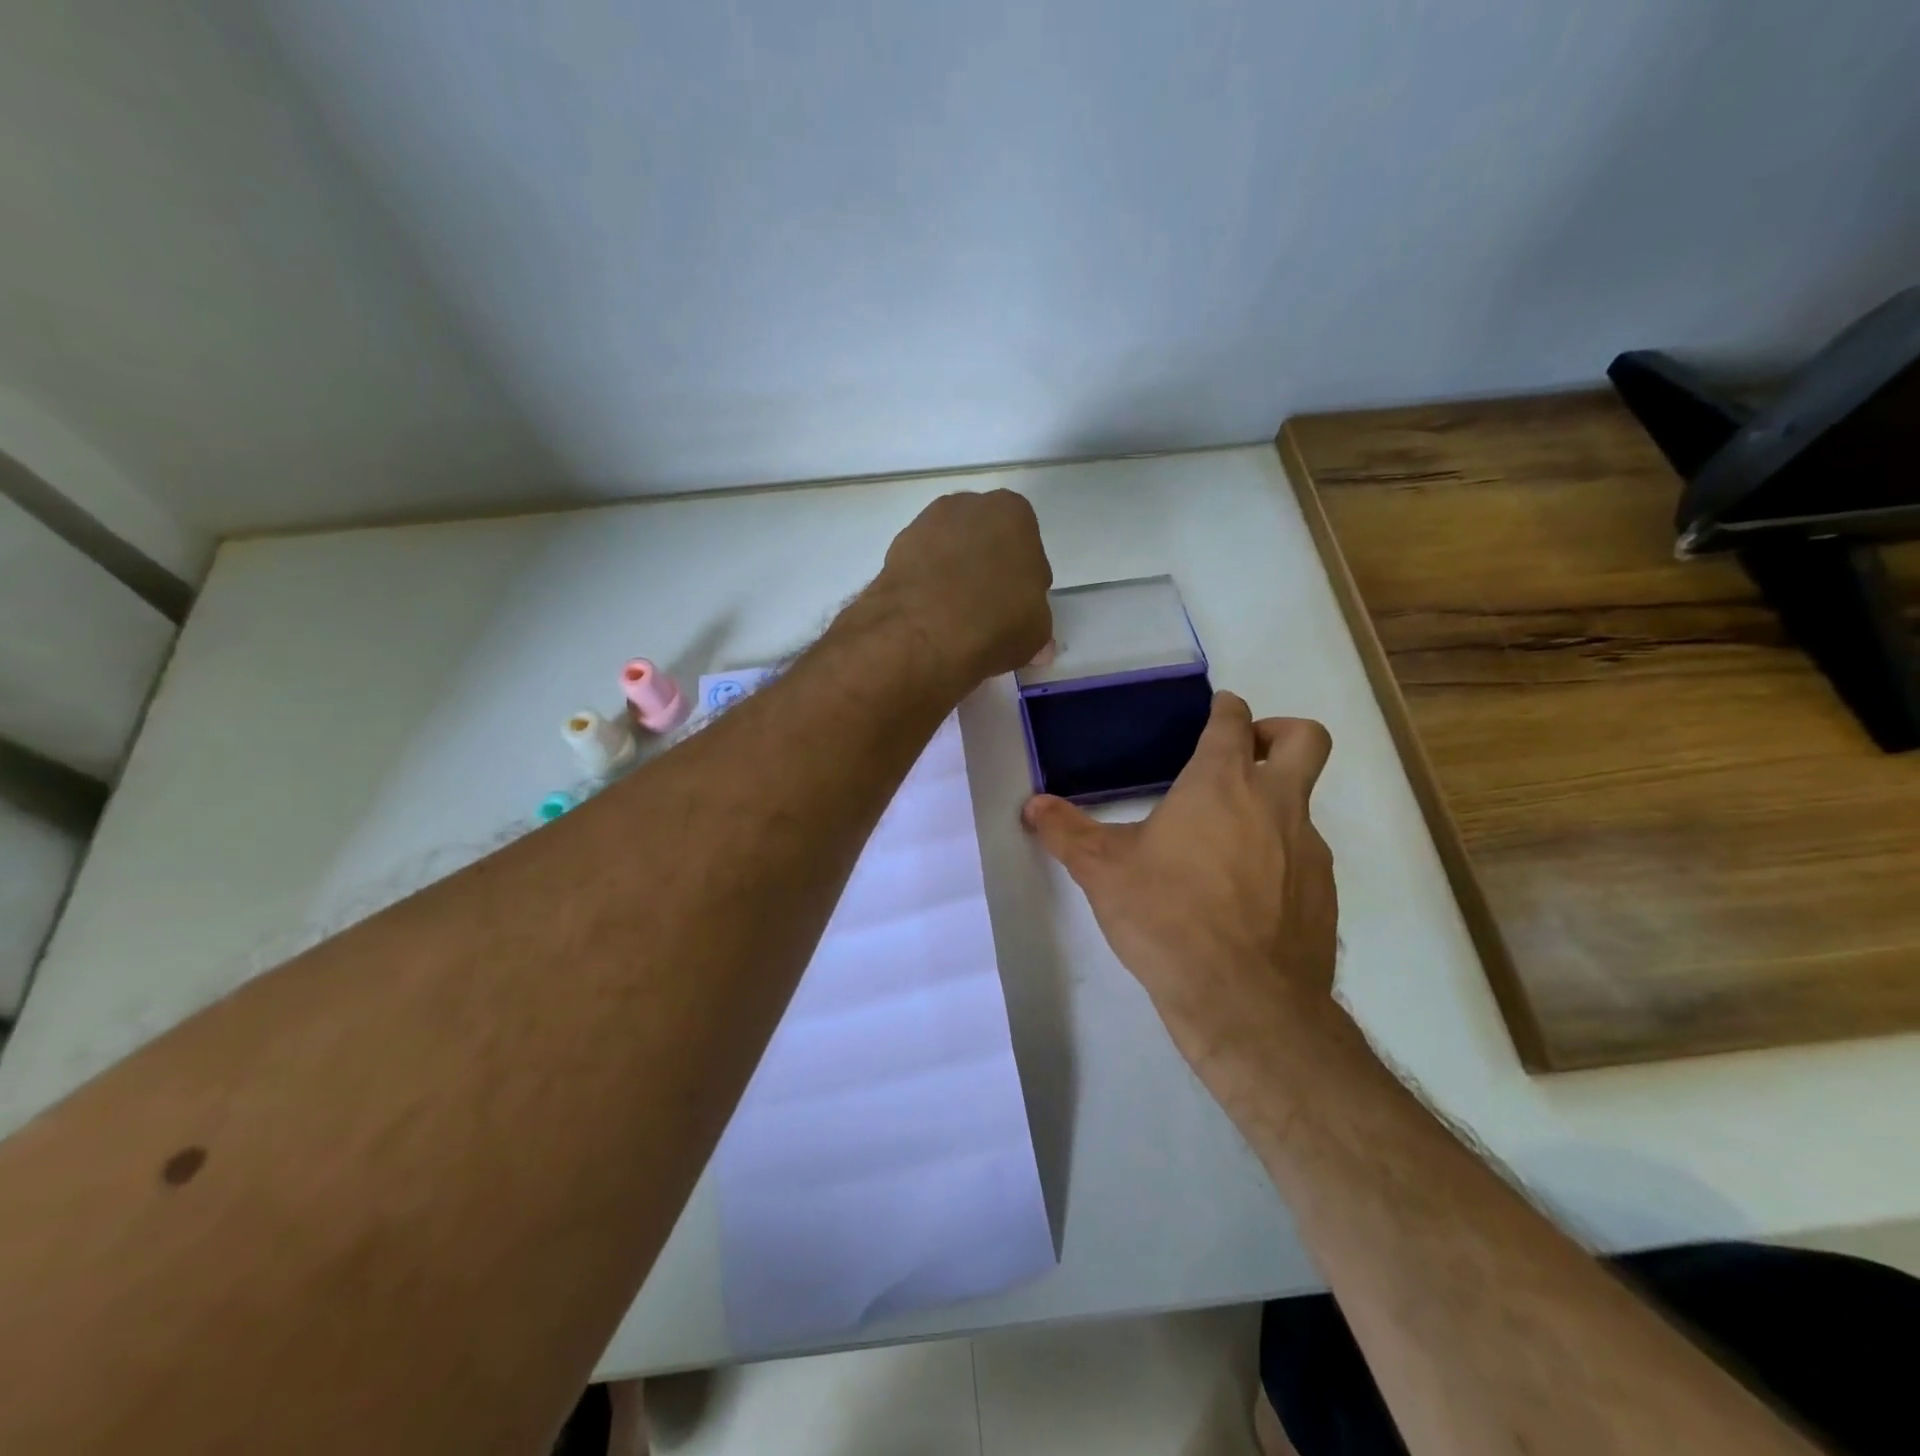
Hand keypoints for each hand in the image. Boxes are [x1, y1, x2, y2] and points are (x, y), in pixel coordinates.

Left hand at [869, 490, 1052, 683]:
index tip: (1018, 609)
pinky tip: (930, 619)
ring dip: (954, 578)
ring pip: (949, 553)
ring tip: (956, 621)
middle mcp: (967, 506)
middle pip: (985, 542)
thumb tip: (1038, 646)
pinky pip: (920, 570)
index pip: (1027, 548)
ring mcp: (925, 524)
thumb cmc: (997, 621)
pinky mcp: (893, 551)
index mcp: (1012, 513)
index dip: (1024, 582)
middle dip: (987, 571)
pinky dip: (926, 588)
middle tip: (988, 613)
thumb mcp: (1037, 631)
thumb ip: (1036, 626)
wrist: (923, 632)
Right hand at [1023, 693, 1336, 1072]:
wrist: (1244, 1001)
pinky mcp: (1323, 893)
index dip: (1225, 709)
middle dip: (1278, 732)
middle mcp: (1275, 804)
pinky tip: (1244, 896)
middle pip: (1305, 739)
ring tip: (1223, 846)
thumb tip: (1032, 805)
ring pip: (1304, 803)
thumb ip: (1065, 832)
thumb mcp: (1102, 872)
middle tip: (1244, 755)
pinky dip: (1280, 858)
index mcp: (1221, 783)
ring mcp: (1308, 849)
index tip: (1213, 714)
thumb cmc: (1167, 917)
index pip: (1234, 720)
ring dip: (1271, 806)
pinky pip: (1305, 856)